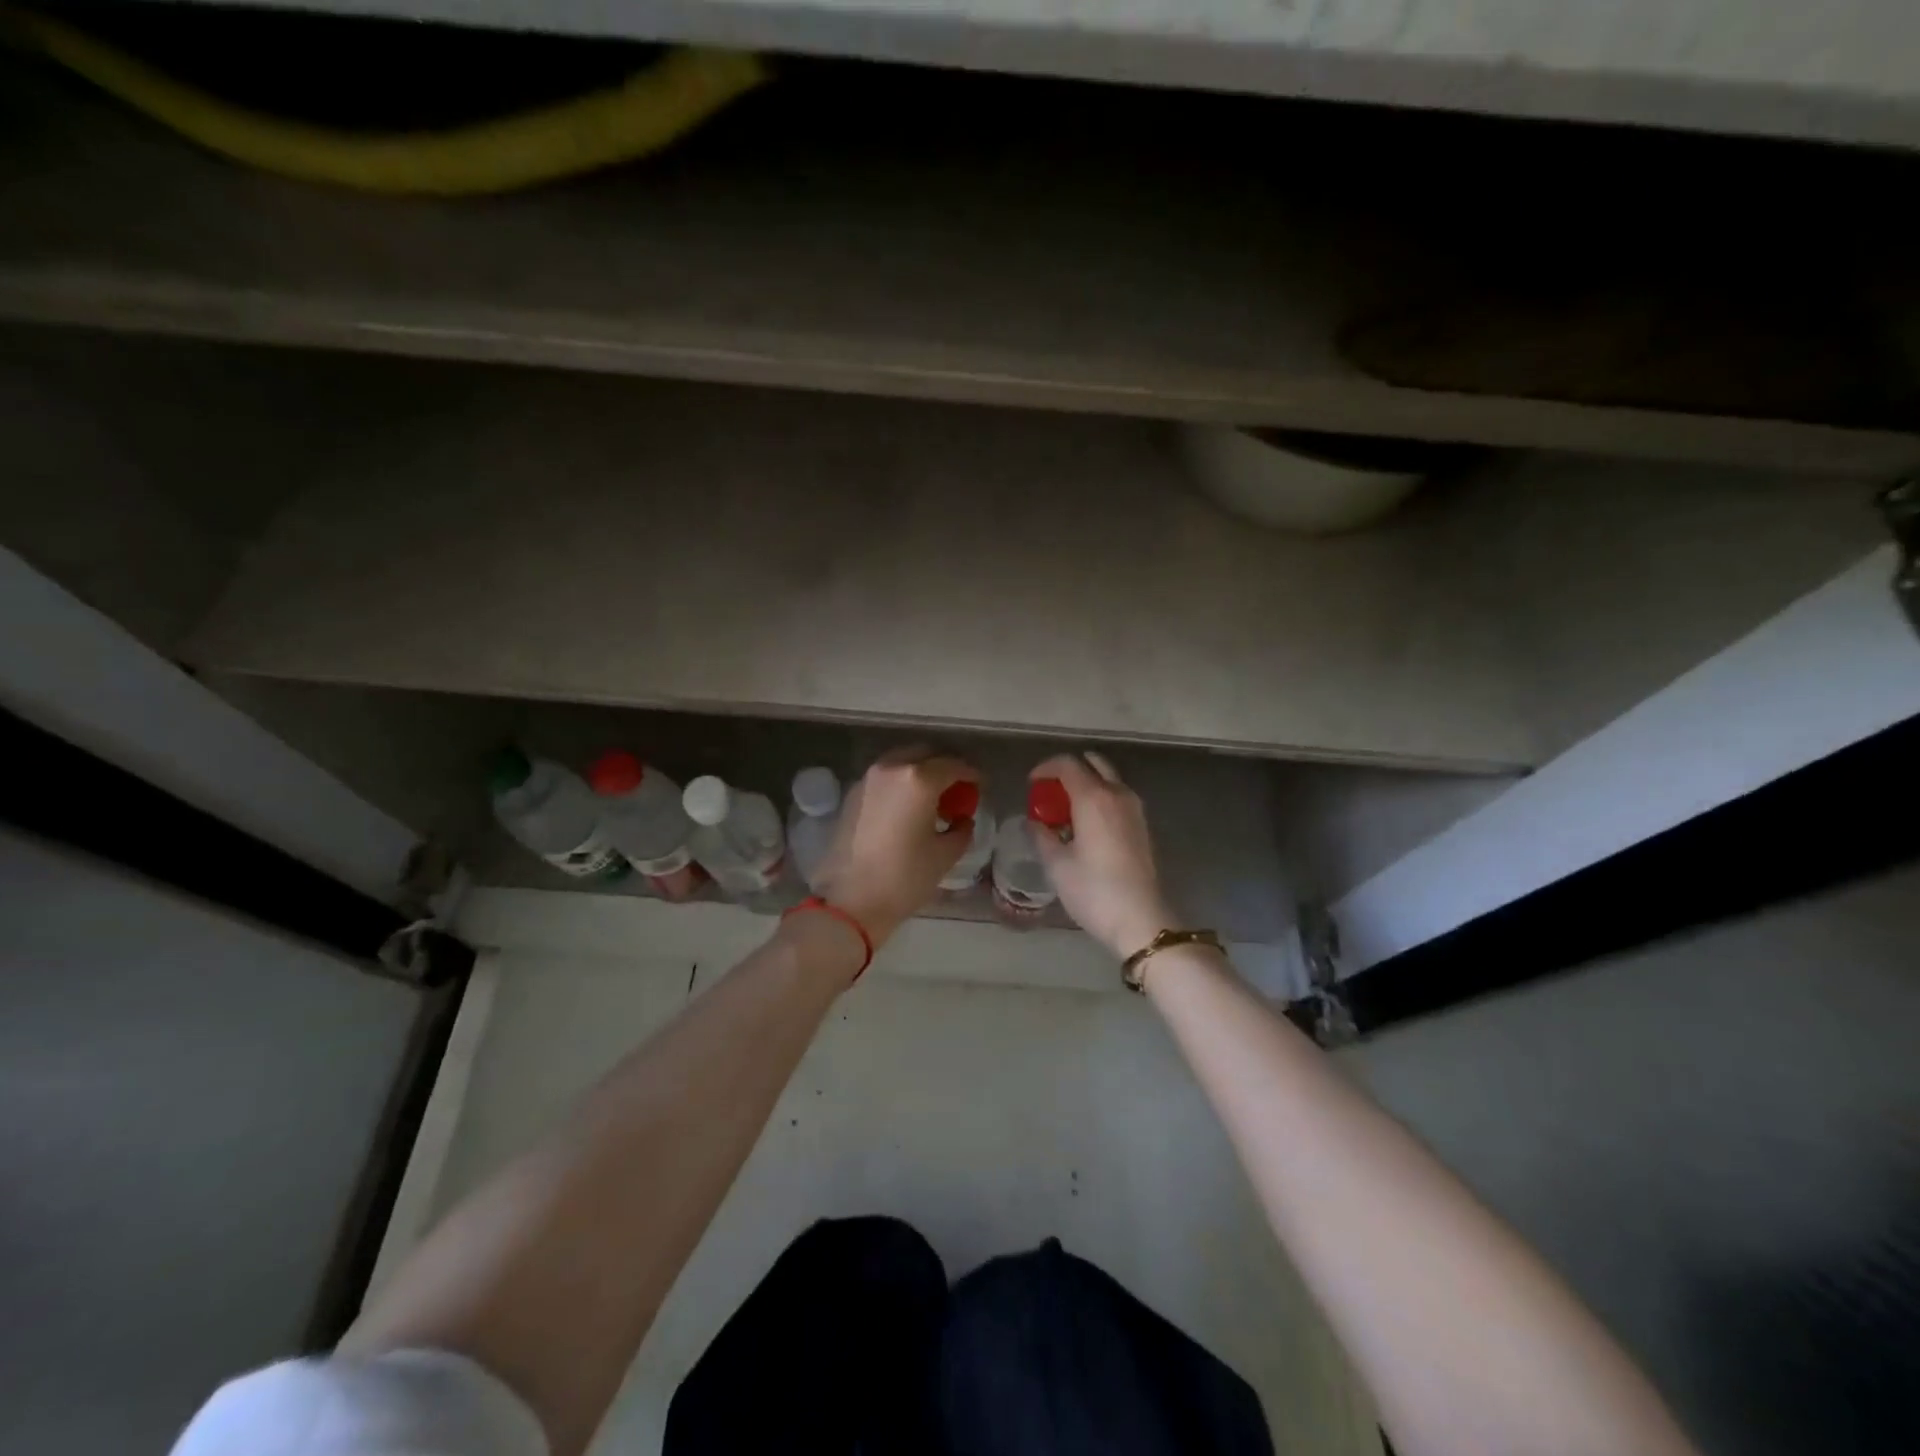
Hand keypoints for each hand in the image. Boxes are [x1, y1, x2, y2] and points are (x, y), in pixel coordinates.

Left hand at [813, 747, 979, 947]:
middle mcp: (892, 768)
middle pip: (925, 754)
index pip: (954, 766)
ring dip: (920, 773)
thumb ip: (961, 829)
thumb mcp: (945, 855)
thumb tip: (962, 819)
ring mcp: (869, 778)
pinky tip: (907, 808)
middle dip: (944, 767)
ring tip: (931, 799)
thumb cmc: (904, 877)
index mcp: (919, 779)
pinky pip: (885, 777)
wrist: (850, 900)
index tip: (980, 786)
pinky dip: (900, 783)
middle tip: (956, 789)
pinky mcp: (853, 793)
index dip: (971, 774)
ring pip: (902, 763)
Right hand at [1029, 752, 1173, 958]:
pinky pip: (1117, 796)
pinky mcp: (1142, 825)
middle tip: (1050, 792)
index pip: (1067, 764)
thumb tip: (1033, 822)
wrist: (1140, 919)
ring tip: (1066, 808)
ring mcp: (1134, 809)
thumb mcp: (1057, 865)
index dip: (1045, 768)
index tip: (1031, 784)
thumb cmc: (1093, 890)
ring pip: (1108, 779)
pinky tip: (1086, 824)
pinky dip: (1100, 797)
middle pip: (1092, 764)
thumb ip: (1041, 836)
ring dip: (1086, 783)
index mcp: (1093, 797)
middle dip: (1068, 771)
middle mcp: (1117, 794)